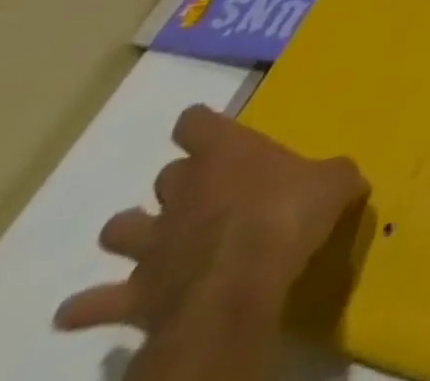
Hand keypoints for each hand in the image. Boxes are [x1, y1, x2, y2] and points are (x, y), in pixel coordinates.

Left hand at [55, 105, 366, 340]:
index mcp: (228, 154)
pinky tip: (88, 307)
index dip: (200, 123)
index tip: (205, 124)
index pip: (198, 124)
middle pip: (166, 175)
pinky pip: (93, 302)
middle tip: (203, 189)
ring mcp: (152, 244)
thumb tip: (340, 178)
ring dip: (133, 231)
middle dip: (179, 181)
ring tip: (150, 238)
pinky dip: (89, 304)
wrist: (239, 286)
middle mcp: (183, 191)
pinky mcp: (134, 293)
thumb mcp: (337, 181)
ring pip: (120, 229)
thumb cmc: (291, 215)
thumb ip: (333, 174)